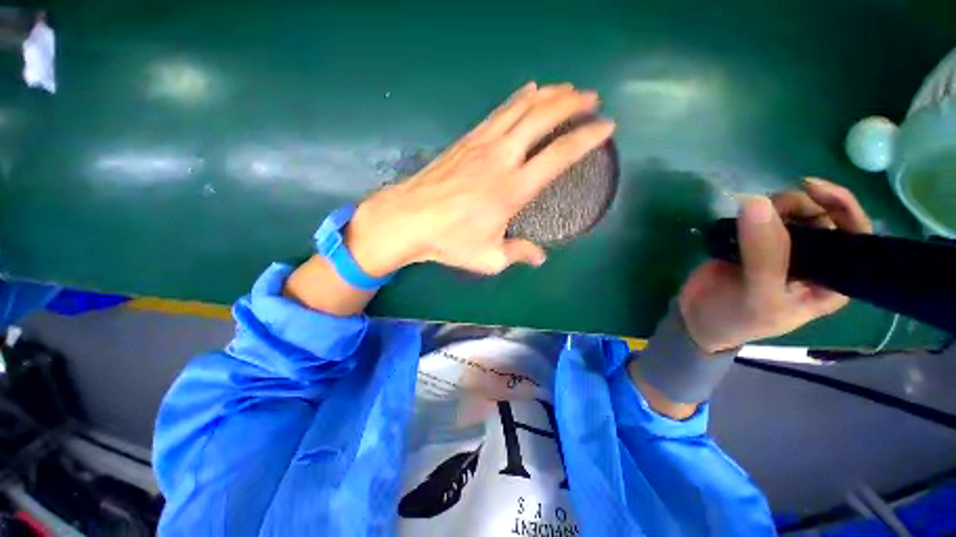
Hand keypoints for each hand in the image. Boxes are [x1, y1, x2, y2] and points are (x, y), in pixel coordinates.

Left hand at [345, 82, 614, 275]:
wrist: (407, 219)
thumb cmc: (449, 240)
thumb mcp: (488, 258)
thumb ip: (518, 253)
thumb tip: (539, 257)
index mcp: (513, 189)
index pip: (559, 155)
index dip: (587, 138)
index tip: (606, 127)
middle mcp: (502, 158)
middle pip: (543, 118)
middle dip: (572, 103)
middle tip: (591, 99)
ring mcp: (482, 144)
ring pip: (521, 108)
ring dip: (548, 94)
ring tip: (567, 89)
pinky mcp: (466, 140)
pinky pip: (498, 112)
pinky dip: (517, 99)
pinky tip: (527, 92)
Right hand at [678, 178, 873, 351]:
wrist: (696, 318)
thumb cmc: (738, 319)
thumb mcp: (759, 296)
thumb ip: (764, 255)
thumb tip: (756, 202)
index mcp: (829, 279)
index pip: (854, 236)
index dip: (842, 207)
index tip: (811, 187)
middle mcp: (813, 260)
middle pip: (822, 216)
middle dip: (800, 205)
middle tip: (770, 205)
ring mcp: (781, 249)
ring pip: (791, 212)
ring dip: (774, 206)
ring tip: (748, 214)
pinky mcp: (752, 243)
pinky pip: (761, 217)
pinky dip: (752, 210)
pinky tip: (739, 216)